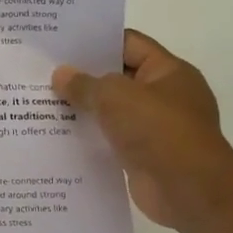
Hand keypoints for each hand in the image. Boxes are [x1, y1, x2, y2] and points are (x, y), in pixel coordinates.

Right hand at [52, 30, 232, 230]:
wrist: (189, 191)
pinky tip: (58, 136)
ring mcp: (155, 127)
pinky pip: (111, 139)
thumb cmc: (158, 130)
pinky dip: (90, 137)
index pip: (129, 44)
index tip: (61, 45)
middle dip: (83, 77)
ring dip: (84, 109)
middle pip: (118, 78)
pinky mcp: (144, 155)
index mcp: (168, 71)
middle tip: (44, 74)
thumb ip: (84, 84)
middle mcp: (165, 96)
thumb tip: (61, 75)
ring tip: (43, 104)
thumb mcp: (115, 97)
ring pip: (112, 111)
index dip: (96, 42)